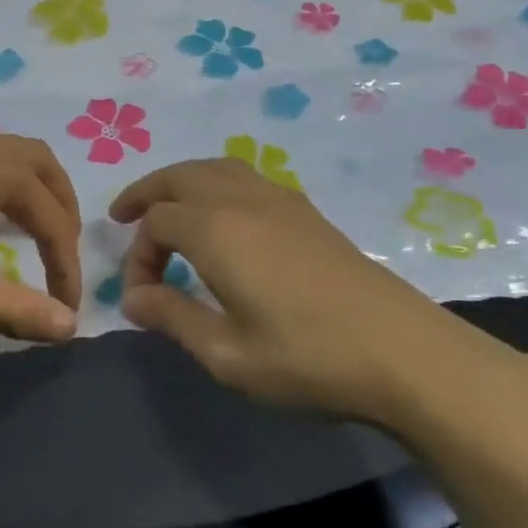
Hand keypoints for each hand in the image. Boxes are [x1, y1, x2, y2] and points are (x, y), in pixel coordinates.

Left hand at [0, 118, 82, 341]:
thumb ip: (21, 310)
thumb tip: (71, 329)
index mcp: (0, 171)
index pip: (52, 221)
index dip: (66, 266)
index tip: (66, 306)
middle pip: (39, 165)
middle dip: (58, 206)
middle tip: (61, 247)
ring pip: (1, 147)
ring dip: (24, 179)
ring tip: (24, 216)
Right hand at [110, 159, 527, 425]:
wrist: (403, 354)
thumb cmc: (307, 359)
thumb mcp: (225, 354)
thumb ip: (172, 317)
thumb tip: (133, 298)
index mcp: (217, 230)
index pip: (156, 222)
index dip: (137, 256)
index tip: (141, 299)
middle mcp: (244, 200)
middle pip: (181, 176)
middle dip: (147, 193)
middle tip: (124, 217)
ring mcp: (281, 200)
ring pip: (216, 168)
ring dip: (182, 182)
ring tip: (168, 208)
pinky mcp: (308, 212)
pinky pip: (246, 178)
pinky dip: (216, 185)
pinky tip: (224, 220)